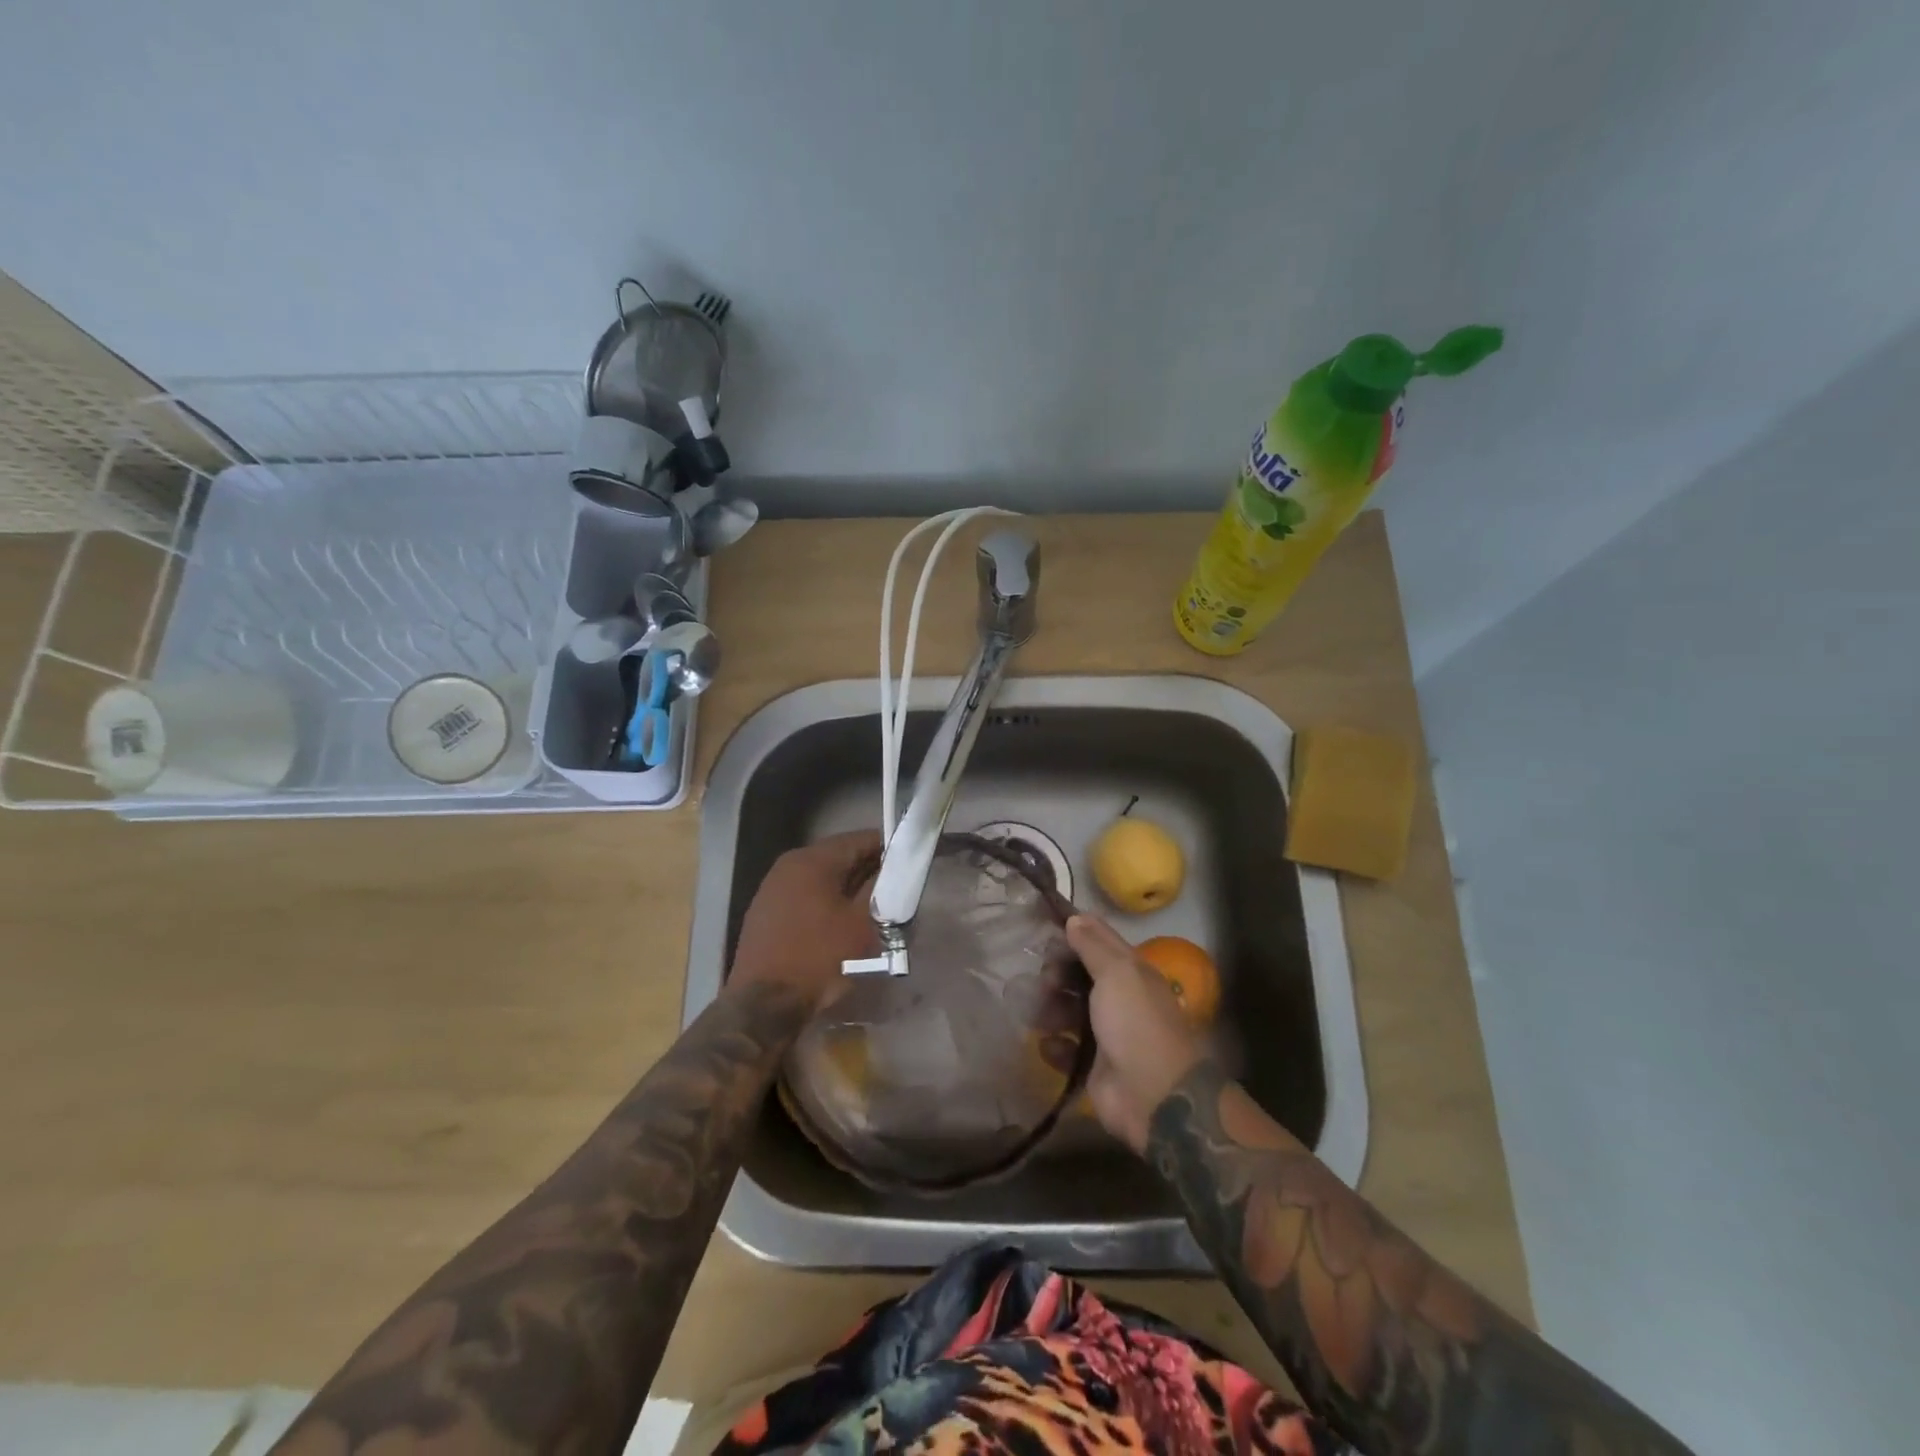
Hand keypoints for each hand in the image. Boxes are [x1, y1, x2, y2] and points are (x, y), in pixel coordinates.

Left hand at [729, 830, 883, 1008]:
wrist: (764, 1004)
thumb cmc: (819, 958)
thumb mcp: (861, 923)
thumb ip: (879, 888)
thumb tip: (892, 870)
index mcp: (813, 859)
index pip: (859, 839)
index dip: (888, 848)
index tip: (909, 863)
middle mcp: (789, 864)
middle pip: (838, 857)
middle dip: (867, 870)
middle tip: (895, 890)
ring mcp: (773, 888)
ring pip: (821, 878)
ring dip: (846, 888)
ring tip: (872, 909)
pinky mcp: (765, 912)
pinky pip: (805, 896)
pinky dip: (826, 902)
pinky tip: (840, 924)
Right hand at [1066, 914, 1207, 1154]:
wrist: (1153, 1096)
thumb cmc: (1135, 1023)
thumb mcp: (1118, 973)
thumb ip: (1094, 945)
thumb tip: (1075, 918)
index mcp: (1131, 972)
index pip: (1098, 941)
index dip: (1073, 933)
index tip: (1044, 931)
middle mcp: (1119, 998)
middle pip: (1079, 975)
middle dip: (1057, 974)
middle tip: (1044, 982)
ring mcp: (1106, 1033)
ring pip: (1069, 1011)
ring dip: (1050, 1009)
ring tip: (1038, 1014)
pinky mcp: (1092, 1065)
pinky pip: (1066, 1048)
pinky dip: (1054, 1046)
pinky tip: (1048, 1044)